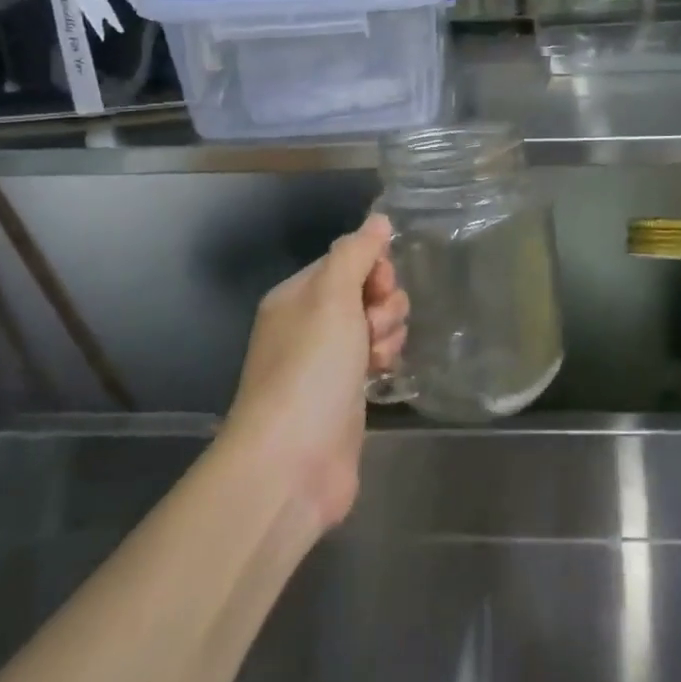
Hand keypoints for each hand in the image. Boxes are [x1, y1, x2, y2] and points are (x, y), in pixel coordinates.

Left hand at [223, 215, 408, 530]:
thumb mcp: (332, 295)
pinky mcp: (345, 394)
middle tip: (374, 327)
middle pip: (366, 291)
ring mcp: (327, 362)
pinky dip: (384, 360)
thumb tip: (378, 220)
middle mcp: (309, 324)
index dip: (373, 268)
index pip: (347, 260)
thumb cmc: (311, 367)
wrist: (292, 461)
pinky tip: (382, 375)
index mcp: (297, 296)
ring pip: (376, 325)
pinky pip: (376, 358)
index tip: (379, 287)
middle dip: (384, 304)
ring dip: (387, 333)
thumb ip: (356, 253)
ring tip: (377, 357)